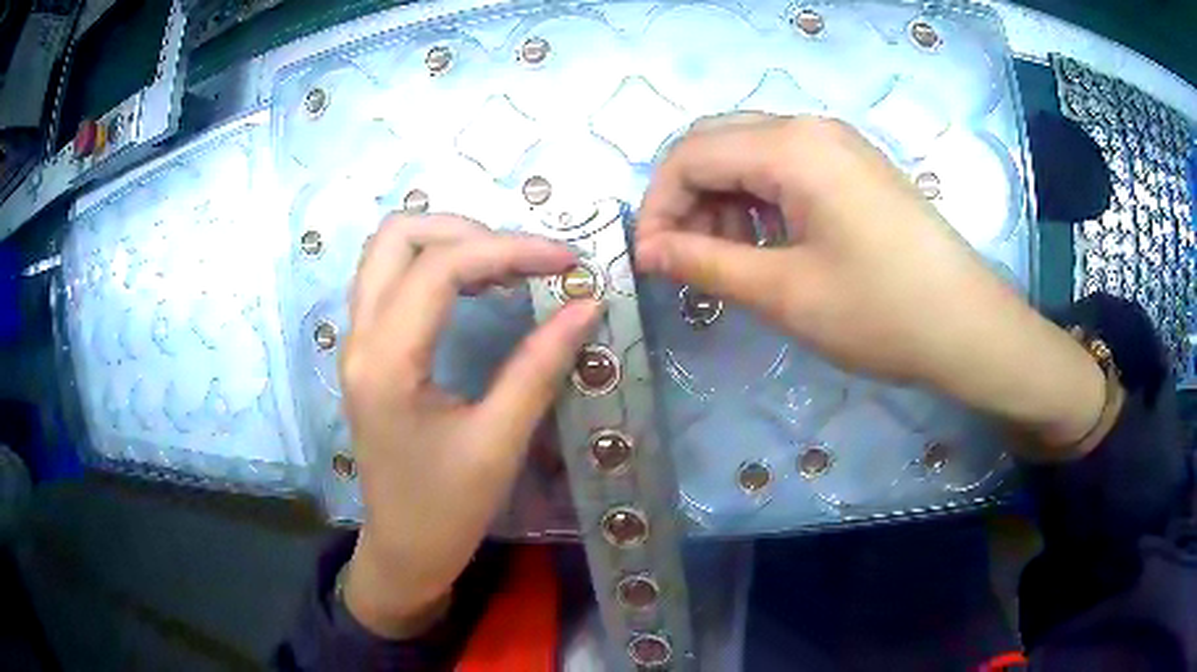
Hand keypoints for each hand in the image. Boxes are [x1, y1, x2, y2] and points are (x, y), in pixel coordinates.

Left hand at [340, 214, 599, 637]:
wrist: (403, 549)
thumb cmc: (447, 509)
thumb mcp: (499, 442)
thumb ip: (539, 367)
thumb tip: (586, 305)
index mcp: (386, 362)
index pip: (440, 268)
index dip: (509, 250)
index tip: (565, 261)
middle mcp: (360, 338)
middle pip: (398, 235)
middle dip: (468, 231)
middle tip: (524, 260)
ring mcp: (357, 341)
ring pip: (388, 250)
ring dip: (448, 242)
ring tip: (505, 267)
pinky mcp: (367, 350)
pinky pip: (390, 278)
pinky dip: (434, 264)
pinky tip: (475, 286)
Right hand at [635, 114, 1108, 456]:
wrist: (969, 326)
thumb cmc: (881, 312)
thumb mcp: (784, 292)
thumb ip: (706, 262)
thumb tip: (648, 250)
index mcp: (790, 146)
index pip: (690, 153)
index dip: (659, 205)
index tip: (652, 260)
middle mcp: (810, 126)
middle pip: (716, 142)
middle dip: (687, 197)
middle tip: (688, 258)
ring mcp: (837, 142)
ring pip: (749, 151)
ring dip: (722, 197)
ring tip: (729, 256)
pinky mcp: (854, 165)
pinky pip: (785, 164)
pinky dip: (758, 197)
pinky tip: (768, 240)